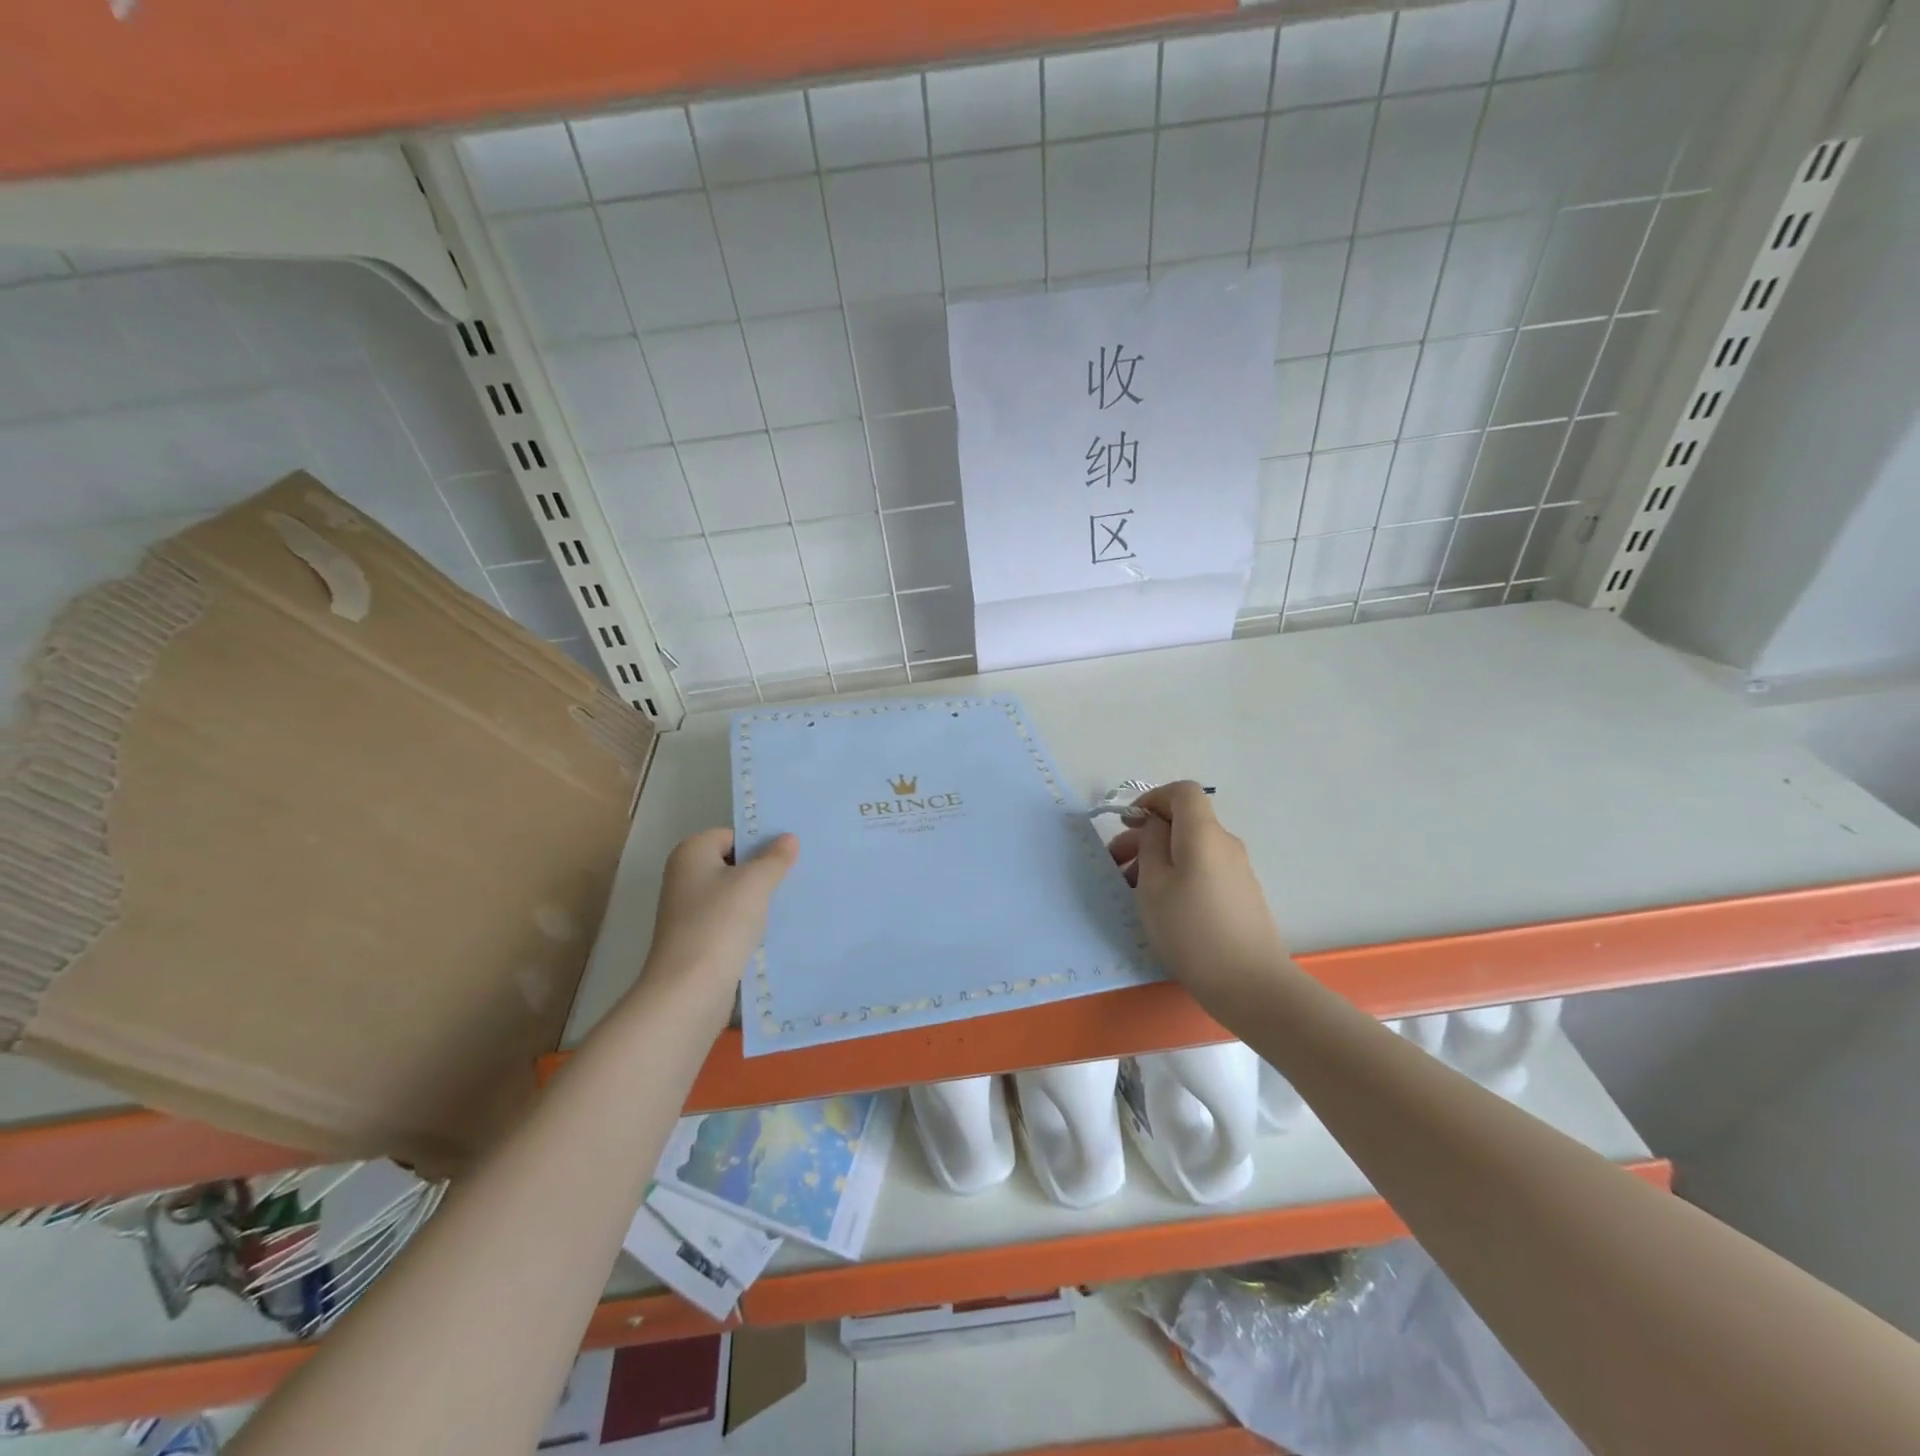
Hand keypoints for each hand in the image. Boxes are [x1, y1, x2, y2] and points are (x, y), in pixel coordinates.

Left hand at [637, 829, 797, 1028]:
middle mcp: (684, 876)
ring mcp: (688, 910)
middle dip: (763, 871)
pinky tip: (773, 929)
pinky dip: (749, 923)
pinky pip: (730, 920)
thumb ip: (775, 857)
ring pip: (734, 894)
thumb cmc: (721, 923)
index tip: (791, 856)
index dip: (761, 844)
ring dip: (759, 899)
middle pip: (733, 864)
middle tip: (797, 876)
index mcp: (691, 853)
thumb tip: (788, 838)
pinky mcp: (697, 939)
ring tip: (790, 902)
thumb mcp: (755, 882)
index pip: (733, 835)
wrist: (690, 989)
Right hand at [1106, 781, 1287, 1009]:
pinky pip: (1204, 869)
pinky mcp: (1241, 894)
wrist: (1250, 985)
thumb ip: (1150, 846)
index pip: (1182, 792)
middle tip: (1116, 863)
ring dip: (1159, 858)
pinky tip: (1162, 906)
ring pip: (1191, 848)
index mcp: (1203, 834)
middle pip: (1184, 822)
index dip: (1153, 799)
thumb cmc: (1191, 930)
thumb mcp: (1153, 885)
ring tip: (1132, 890)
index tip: (1129, 824)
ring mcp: (1237, 870)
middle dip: (1147, 835)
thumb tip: (1156, 826)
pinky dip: (1179, 874)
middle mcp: (1225, 844)